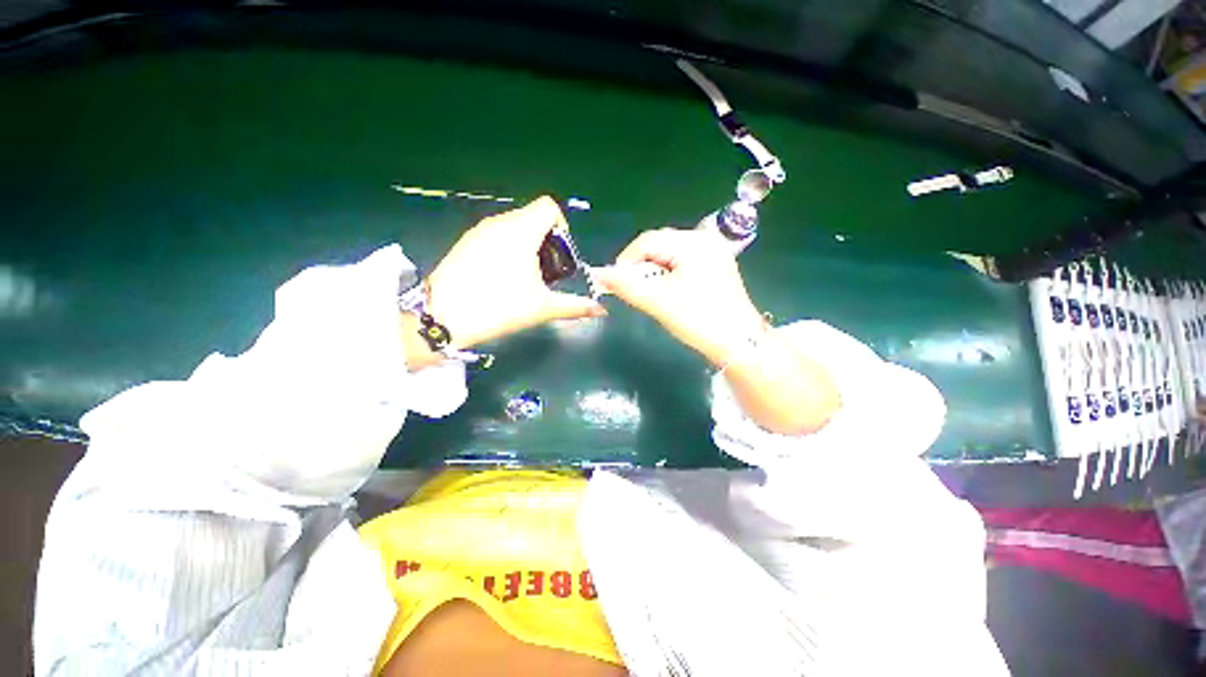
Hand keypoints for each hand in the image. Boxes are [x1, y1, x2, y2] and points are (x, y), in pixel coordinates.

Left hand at [424, 197, 604, 350]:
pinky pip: (495, 235)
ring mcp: (479, 230)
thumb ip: (576, 306)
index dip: (561, 226)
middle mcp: (500, 222)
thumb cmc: (500, 307)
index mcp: (522, 230)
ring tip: (524, 276)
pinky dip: (506, 247)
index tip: (560, 255)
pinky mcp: (465, 242)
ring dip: (526, 244)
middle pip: (532, 217)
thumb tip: (602, 311)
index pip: (548, 206)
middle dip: (545, 240)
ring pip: (513, 226)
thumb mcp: (543, 308)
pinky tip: (501, 276)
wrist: (445, 316)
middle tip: (545, 272)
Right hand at [597, 227, 839, 435]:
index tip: (615, 283)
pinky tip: (668, 291)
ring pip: (669, 254)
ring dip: (653, 271)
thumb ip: (626, 286)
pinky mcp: (716, 265)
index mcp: (693, 242)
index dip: (626, 261)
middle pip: (659, 245)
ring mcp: (713, 251)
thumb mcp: (658, 302)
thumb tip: (598, 275)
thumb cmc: (699, 320)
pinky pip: (682, 262)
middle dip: (641, 267)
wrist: (739, 343)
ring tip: (650, 293)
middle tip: (633, 290)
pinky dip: (668, 274)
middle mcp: (705, 239)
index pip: (647, 241)